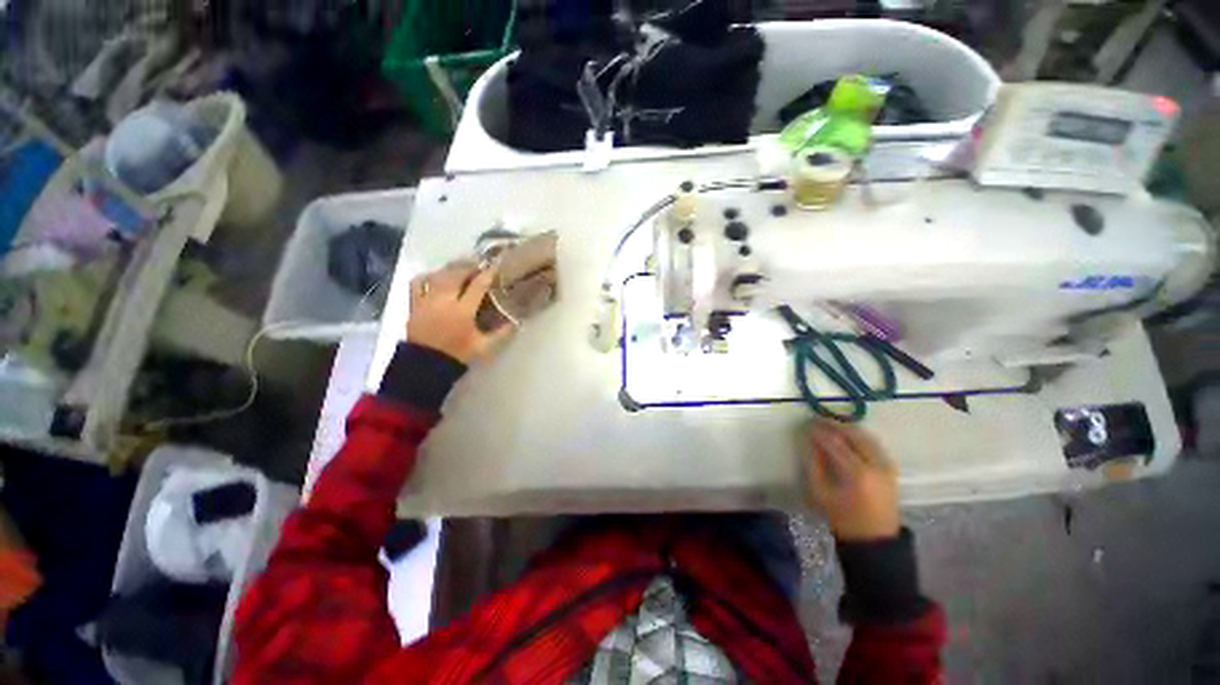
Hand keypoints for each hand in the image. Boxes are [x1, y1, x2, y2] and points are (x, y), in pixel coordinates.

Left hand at [407, 260, 514, 363]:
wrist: (425, 365)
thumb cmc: (457, 355)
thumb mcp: (483, 347)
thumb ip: (501, 334)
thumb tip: (515, 323)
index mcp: (462, 311)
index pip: (477, 286)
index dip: (487, 274)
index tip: (495, 266)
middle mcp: (444, 301)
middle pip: (456, 274)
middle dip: (468, 266)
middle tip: (478, 264)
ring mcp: (426, 301)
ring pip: (438, 275)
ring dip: (450, 268)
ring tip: (460, 267)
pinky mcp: (414, 304)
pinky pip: (417, 283)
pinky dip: (426, 276)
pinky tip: (435, 276)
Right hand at [801, 419, 899, 541]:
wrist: (875, 540)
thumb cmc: (842, 518)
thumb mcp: (819, 492)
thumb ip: (813, 463)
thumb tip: (808, 440)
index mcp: (856, 473)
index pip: (834, 442)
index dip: (818, 431)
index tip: (805, 425)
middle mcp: (875, 465)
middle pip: (853, 434)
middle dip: (833, 424)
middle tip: (816, 420)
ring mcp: (886, 465)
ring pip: (865, 436)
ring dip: (846, 428)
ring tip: (829, 426)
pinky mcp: (891, 468)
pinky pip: (873, 443)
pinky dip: (859, 436)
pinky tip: (847, 436)